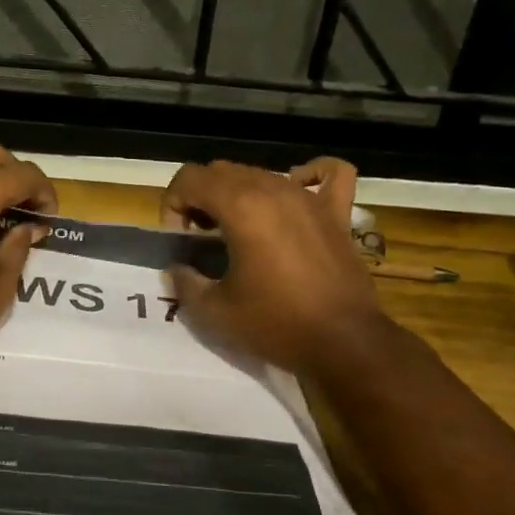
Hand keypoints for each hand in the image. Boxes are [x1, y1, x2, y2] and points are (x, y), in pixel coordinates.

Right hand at [160, 157, 390, 373]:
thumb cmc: (275, 323)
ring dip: (239, 193)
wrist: (342, 343)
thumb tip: (178, 267)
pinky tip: (297, 193)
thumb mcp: (214, 310)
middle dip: (201, 199)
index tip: (180, 240)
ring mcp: (310, 198)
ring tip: (238, 231)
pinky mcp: (337, 213)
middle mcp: (274, 189)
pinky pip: (329, 174)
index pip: (189, 178)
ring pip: (262, 172)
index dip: (173, 205)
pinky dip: (309, 175)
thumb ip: (185, 282)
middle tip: (202, 239)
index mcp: (240, 206)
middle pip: (222, 171)